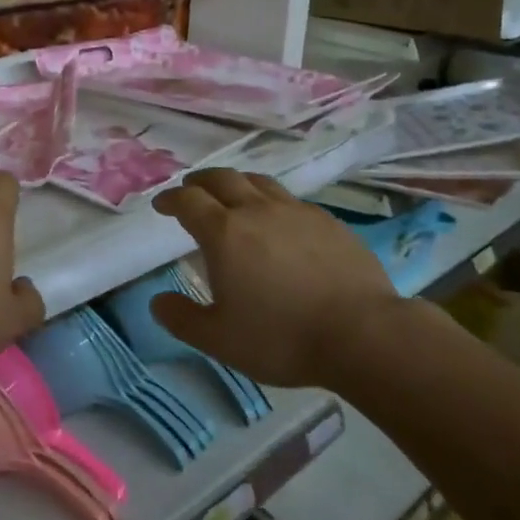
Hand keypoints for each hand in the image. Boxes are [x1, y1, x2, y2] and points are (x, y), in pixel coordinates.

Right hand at [151, 169, 401, 386]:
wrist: (362, 333)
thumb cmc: (282, 338)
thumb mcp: (220, 340)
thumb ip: (183, 319)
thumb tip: (158, 301)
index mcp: (224, 233)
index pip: (188, 201)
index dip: (171, 199)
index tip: (162, 205)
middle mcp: (256, 210)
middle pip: (222, 178)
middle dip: (200, 181)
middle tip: (192, 190)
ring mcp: (295, 211)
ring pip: (258, 182)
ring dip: (237, 183)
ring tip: (232, 196)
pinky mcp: (328, 221)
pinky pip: (290, 200)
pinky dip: (271, 201)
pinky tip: (279, 220)